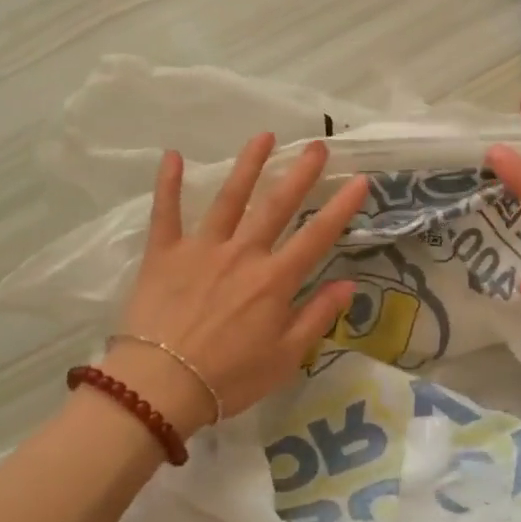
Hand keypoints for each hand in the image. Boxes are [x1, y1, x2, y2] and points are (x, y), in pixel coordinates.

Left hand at [104, 136, 367, 432]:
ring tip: (264, 136)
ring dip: (248, 165)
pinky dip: (168, 184)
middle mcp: (243, 254)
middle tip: (317, 145)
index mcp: (275, 280)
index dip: (341, 207)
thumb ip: (318, 316)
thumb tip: (349, 284)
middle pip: (277, 205)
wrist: (161, 386)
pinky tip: (173, 155)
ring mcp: (202, 248)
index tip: (359, 180)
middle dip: (300, 173)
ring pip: (229, 198)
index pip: (317, 236)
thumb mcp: (286, 357)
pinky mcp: (164, 253)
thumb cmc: (229, 377)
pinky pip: (166, 213)